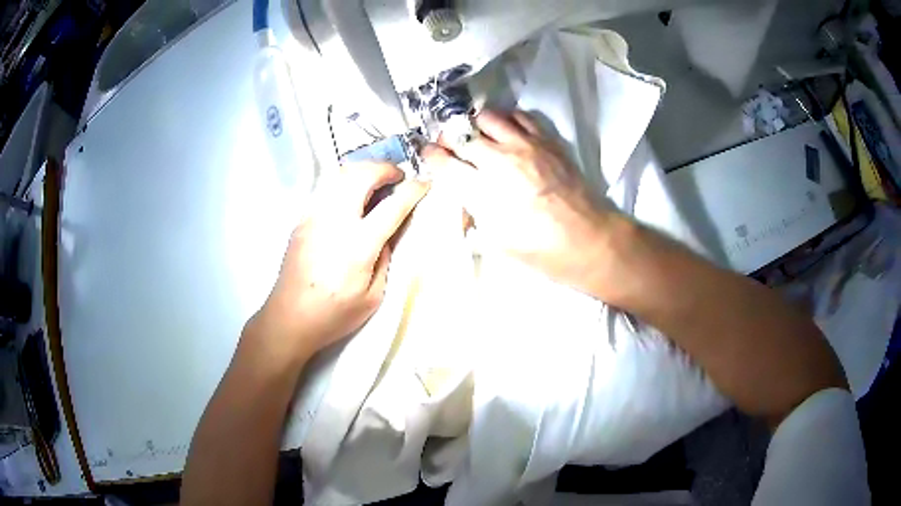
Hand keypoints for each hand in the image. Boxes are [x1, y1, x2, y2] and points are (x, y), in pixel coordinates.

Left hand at [249, 163, 428, 361]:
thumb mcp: (373, 297)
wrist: (289, 318)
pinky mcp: (302, 219)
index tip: (424, 182)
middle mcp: (334, 221)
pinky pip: (327, 189)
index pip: (392, 206)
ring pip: (340, 175)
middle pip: (361, 175)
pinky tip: (351, 197)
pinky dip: (345, 182)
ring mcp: (314, 216)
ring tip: (376, 181)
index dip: (412, 190)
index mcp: (358, 245)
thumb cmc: (334, 314)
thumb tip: (386, 234)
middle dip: (384, 168)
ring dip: (363, 170)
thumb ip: (385, 259)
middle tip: (398, 177)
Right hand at [423, 109, 615, 294]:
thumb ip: (475, 214)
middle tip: (452, 146)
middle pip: (460, 133)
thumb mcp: (497, 243)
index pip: (443, 162)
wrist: (588, 240)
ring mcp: (525, 145)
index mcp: (483, 190)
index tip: (429, 154)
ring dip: (476, 124)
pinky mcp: (546, 141)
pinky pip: (520, 116)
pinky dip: (507, 119)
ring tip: (479, 135)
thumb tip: (465, 196)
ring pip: (487, 116)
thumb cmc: (542, 251)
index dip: (430, 156)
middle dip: (449, 138)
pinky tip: (508, 132)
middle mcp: (499, 160)